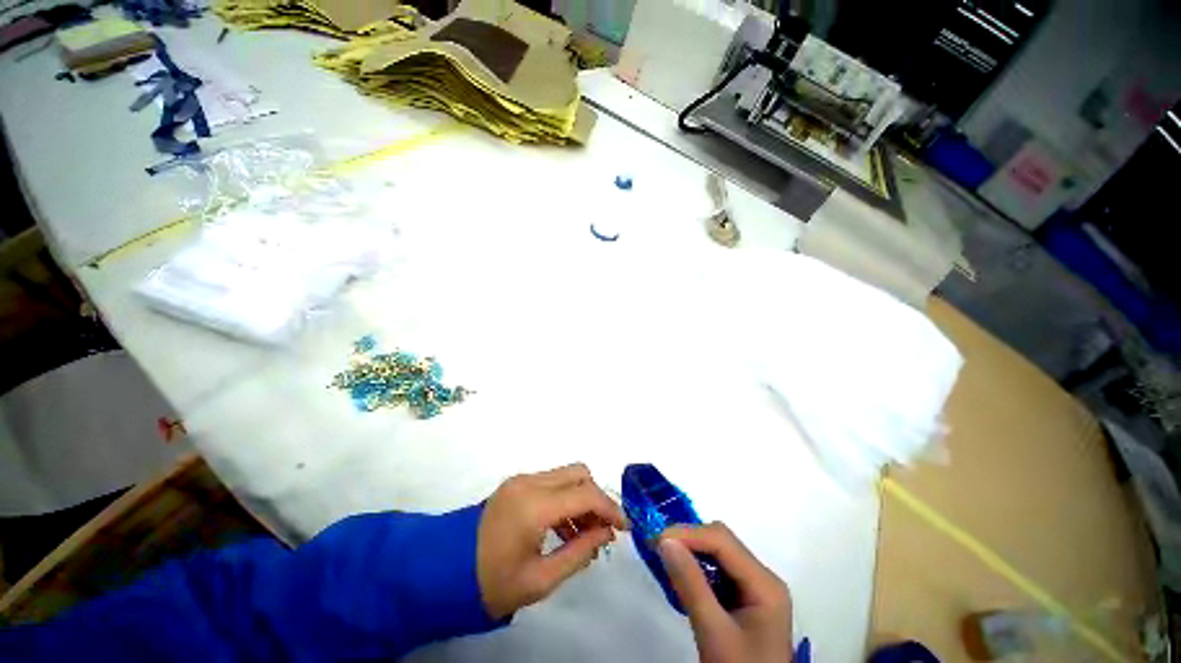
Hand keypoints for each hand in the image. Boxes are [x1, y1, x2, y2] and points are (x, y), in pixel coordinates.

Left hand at [477, 463, 626, 619]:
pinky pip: (546, 485)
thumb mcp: (543, 578)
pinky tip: (563, 532)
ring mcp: (513, 485)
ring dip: (580, 500)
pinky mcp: (507, 491)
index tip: (625, 532)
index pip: (588, 495)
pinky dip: (563, 501)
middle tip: (603, 533)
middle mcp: (524, 485)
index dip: (613, 511)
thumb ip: (580, 552)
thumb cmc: (494, 583)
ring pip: (563, 477)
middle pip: (578, 475)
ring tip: (585, 538)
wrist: (442, 575)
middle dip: (598, 501)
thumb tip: (605, 534)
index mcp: (533, 506)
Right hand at [658, 523, 792, 662]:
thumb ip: (691, 586)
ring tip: (662, 562)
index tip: (651, 539)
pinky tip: (681, 582)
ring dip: (695, 557)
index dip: (689, 534)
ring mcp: (759, 592)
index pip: (726, 543)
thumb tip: (666, 543)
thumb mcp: (712, 629)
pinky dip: (701, 576)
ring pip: (725, 561)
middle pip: (728, 547)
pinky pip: (724, 579)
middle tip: (653, 549)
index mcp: (765, 583)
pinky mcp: (749, 605)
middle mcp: (765, 580)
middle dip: (691, 541)